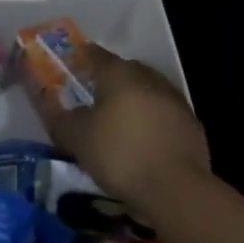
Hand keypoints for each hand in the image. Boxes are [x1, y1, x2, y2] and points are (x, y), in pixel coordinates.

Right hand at [45, 44, 209, 218]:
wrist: (176, 188)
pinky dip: (151, 121)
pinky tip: (143, 141)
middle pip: (124, 70)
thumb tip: (52, 108)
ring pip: (146, 91)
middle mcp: (148, 77)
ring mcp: (174, 99)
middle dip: (108, 80)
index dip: (80, 58)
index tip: (70, 67)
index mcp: (118, 73)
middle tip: (93, 98)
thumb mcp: (77, 139)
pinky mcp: (191, 124)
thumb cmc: (119, 154)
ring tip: (118, 122)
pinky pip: (163, 114)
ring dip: (133, 101)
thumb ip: (61, 119)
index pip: (95, 54)